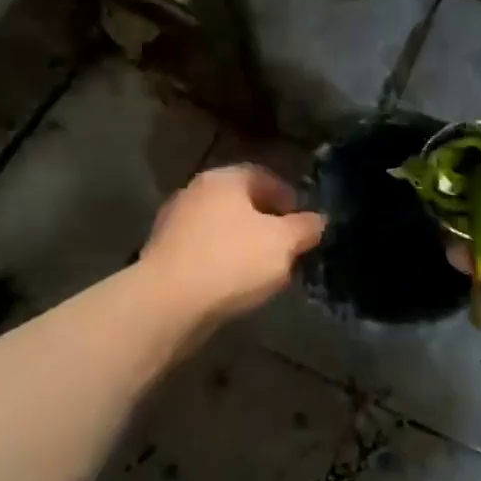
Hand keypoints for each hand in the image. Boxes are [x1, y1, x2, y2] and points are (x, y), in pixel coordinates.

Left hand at [142, 164, 326, 325]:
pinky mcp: (162, 254)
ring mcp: (174, 223)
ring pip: (220, 228)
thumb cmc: (231, 261)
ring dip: (243, 244)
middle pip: (240, 202)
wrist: (167, 303)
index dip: (288, 197)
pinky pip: (203, 251)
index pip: (263, 176)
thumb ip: (304, 228)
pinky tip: (234, 285)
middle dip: (266, 222)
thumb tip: (317, 220)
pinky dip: (221, 262)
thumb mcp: (282, 244)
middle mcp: (195, 192)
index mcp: (224, 179)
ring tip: (263, 270)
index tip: (303, 222)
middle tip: (287, 246)